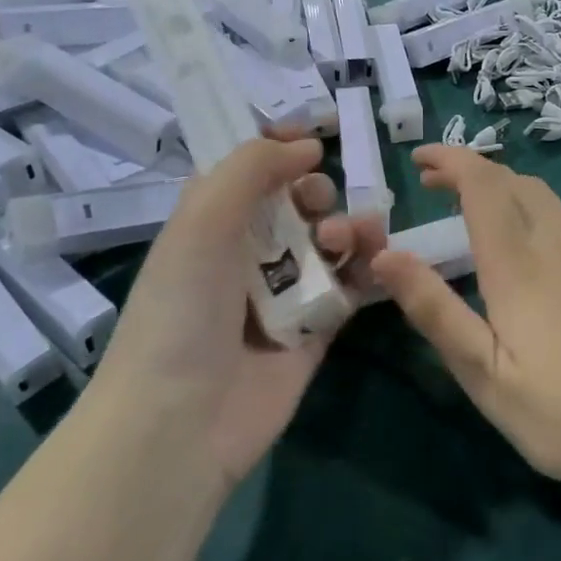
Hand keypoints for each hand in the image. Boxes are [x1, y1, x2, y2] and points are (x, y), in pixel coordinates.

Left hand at [99, 135, 388, 486]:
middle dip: (318, 193)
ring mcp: (284, 294)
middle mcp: (247, 254)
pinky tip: (377, 260)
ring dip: (349, 228)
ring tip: (346, 240)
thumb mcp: (202, 219)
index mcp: (211, 225)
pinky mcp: (316, 330)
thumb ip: (252, 168)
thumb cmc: (183, 307)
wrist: (183, 419)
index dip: (281, 152)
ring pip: (330, 243)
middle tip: (318, 206)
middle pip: (298, 205)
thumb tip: (306, 145)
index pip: (251, 173)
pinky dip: (368, 268)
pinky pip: (350, 287)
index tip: (312, 141)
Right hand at [370, 145, 560, 494]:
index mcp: (519, 264)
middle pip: (513, 180)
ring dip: (502, 184)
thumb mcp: (481, 372)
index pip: (483, 185)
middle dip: (470, 169)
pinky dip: (531, 203)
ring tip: (472, 205)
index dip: (450, 160)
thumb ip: (433, 308)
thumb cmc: (558, 414)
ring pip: (543, 194)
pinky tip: (526, 237)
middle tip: (433, 184)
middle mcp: (558, 245)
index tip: (418, 158)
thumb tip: (384, 254)